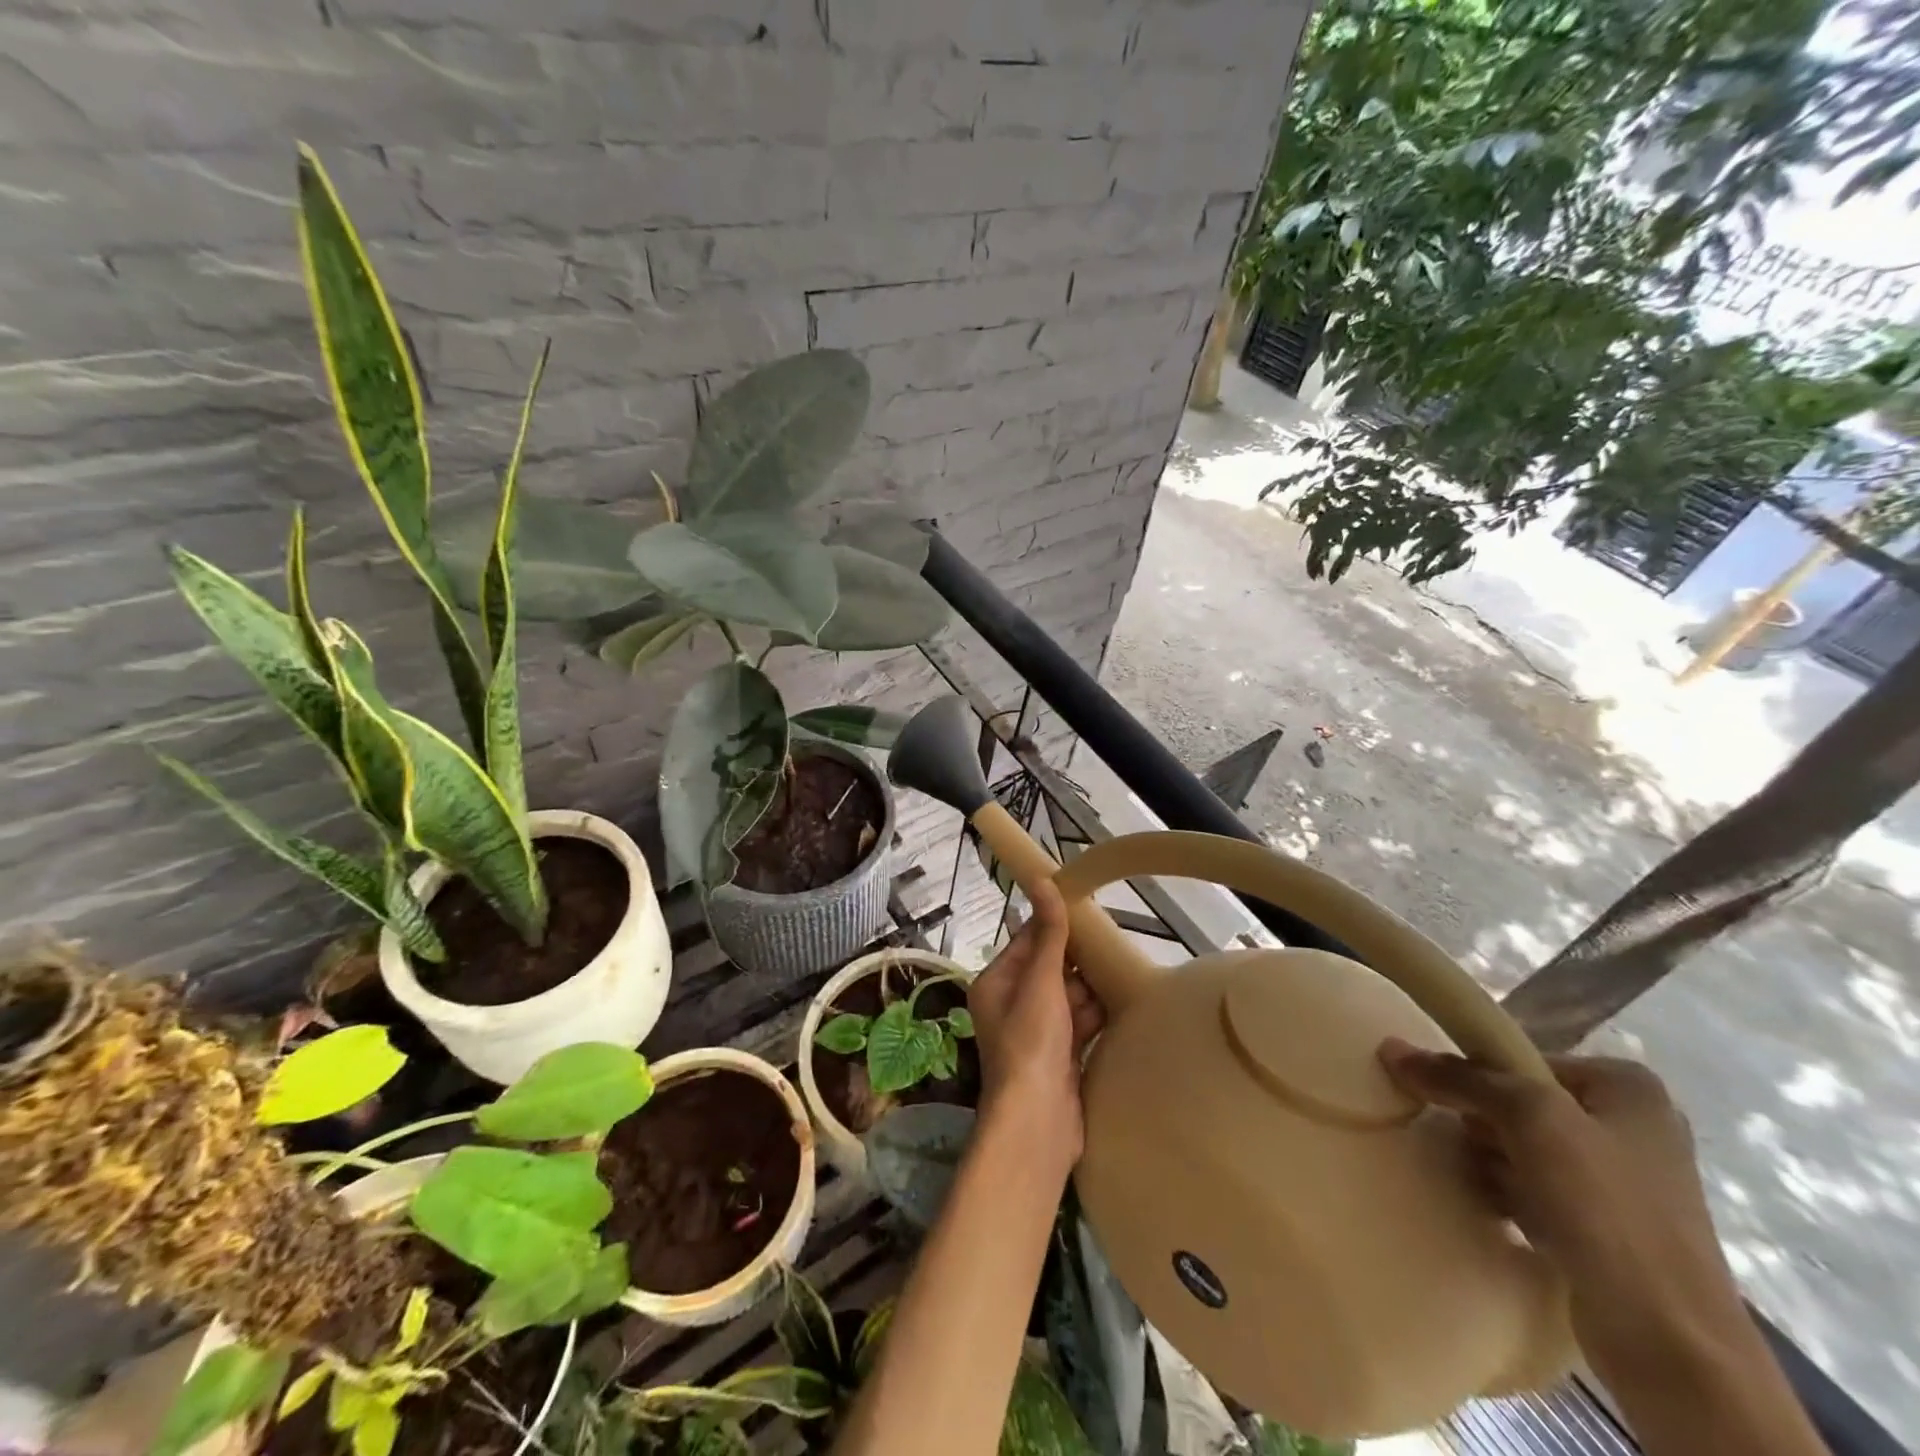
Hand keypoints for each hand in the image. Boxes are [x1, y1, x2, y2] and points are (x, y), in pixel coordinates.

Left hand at [968, 880, 1104, 1167]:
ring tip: (1124, 967)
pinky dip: (1097, 1015)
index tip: (1087, 909)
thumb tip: (1042, 880)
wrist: (1039, 1123)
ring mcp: (1038, 1033)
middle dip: (1079, 959)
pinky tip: (1124, 1001)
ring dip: (1092, 987)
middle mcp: (1013, 1005)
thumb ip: (1048, 934)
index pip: (1027, 942)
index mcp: (997, 983)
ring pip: (1069, 997)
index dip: (1054, 925)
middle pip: (1050, 969)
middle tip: (1114, 939)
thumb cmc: (1032, 1042)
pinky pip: (1081, 1024)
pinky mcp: (1061, 1057)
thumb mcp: (1040, 981)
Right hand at [1378, 1041, 1751, 1387]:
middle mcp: (1631, 1126)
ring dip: (1490, 1161)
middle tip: (1470, 1147)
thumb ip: (1459, 1077)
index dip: (1481, 1078)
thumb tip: (1392, 1048)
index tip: (1454, 1105)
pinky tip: (1492, 1208)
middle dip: (1485, 1125)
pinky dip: (1507, 1194)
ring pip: (1523, 1147)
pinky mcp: (1607, 1229)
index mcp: (1628, 1089)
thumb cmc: (1607, 1209)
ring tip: (1475, 1180)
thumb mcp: (1529, 1119)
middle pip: (1520, 1102)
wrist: (1669, 1343)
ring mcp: (1622, 1182)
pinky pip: (1535, 1190)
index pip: (1522, 1059)